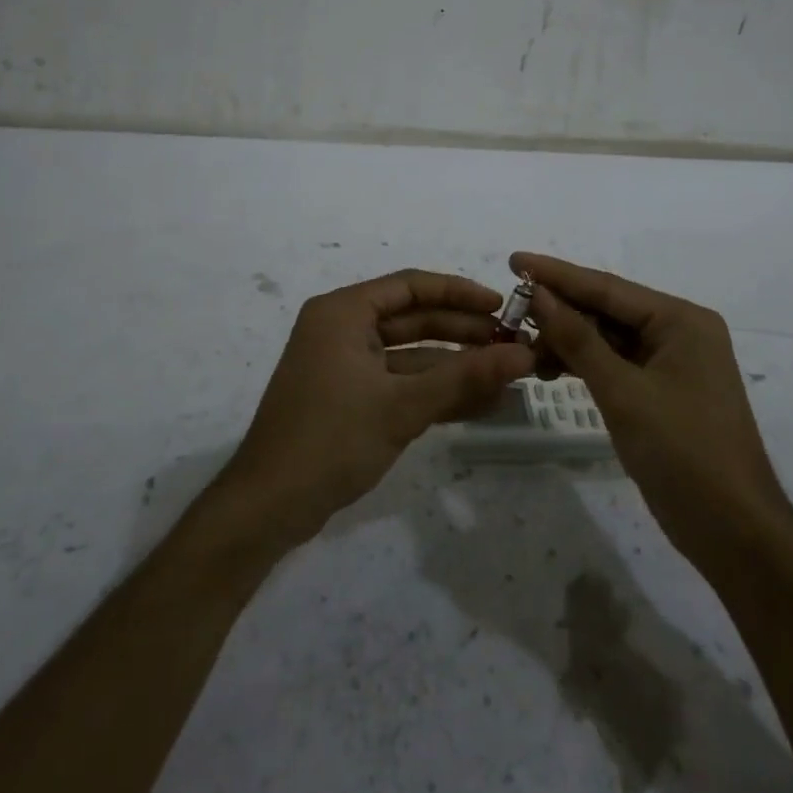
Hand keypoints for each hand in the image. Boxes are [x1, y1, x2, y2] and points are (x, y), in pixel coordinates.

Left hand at [220, 270, 535, 543]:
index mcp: (344, 312)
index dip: (459, 293)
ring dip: (453, 366)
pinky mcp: (349, 398)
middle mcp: (342, 329)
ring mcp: (344, 365)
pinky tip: (477, 403)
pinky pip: (399, 382)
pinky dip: (433, 391)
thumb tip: (524, 355)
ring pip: (410, 354)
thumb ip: (464, 378)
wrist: (268, 507)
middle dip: (462, 332)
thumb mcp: (402, 406)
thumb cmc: (331, 440)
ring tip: (505, 375)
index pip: (411, 285)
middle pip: (413, 319)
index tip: (501, 307)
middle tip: (512, 343)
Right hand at [513, 252, 792, 571]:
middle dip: (559, 310)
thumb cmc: (683, 451)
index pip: (608, 287)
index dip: (557, 275)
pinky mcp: (659, 393)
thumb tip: (538, 294)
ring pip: (607, 339)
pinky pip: (613, 364)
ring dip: (567, 341)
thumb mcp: (623, 391)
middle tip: (510, 309)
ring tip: (522, 345)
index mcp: (681, 320)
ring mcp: (669, 364)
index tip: (513, 260)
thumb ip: (578, 340)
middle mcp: (677, 333)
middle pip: (607, 310)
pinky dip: (582, 365)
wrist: (731, 530)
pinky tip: (548, 368)